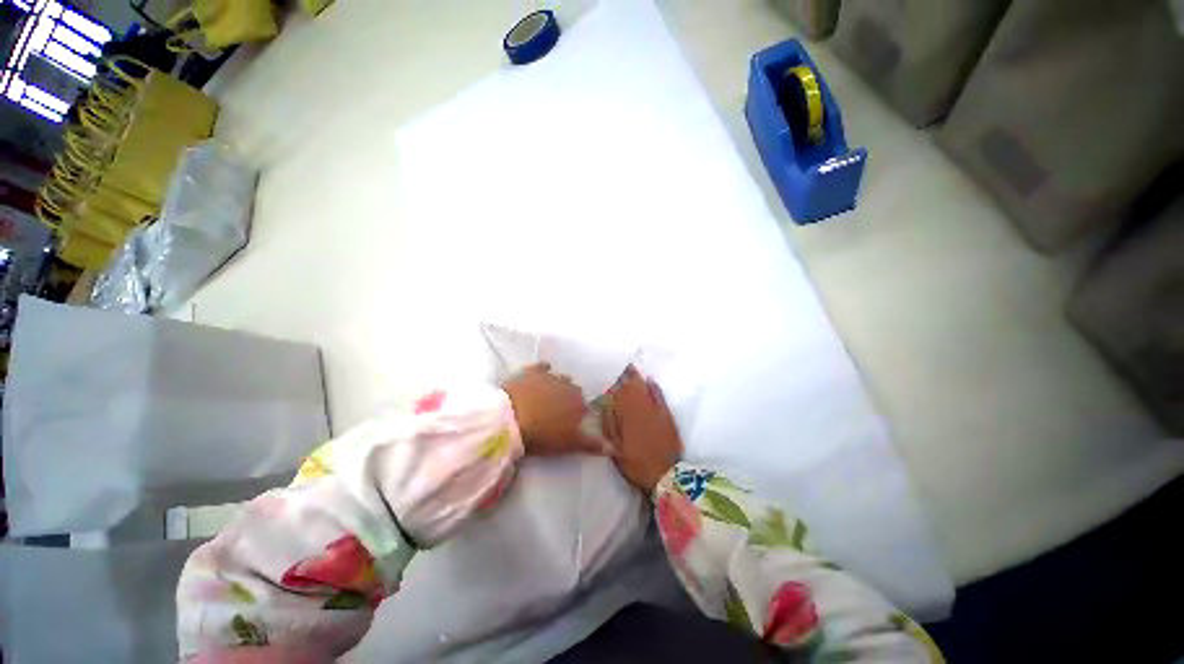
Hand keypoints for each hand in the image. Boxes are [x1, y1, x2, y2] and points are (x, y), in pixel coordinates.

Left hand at [502, 363, 613, 456]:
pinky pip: (540, 367)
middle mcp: (567, 385)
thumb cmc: (543, 434)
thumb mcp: (570, 444)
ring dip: (557, 385)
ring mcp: (549, 376)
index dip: (578, 414)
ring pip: (558, 377)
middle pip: (572, 390)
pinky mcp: (530, 372)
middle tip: (558, 411)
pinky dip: (542, 369)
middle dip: (568, 398)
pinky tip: (542, 371)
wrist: (511, 419)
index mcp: (578, 401)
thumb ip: (593, 444)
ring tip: (548, 396)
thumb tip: (615, 448)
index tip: (571, 422)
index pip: (584, 406)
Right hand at [602, 365, 682, 491]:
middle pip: (631, 388)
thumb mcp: (616, 447)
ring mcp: (655, 411)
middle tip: (620, 365)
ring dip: (637, 378)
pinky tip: (650, 380)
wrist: (665, 475)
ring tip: (631, 367)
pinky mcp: (667, 416)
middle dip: (625, 376)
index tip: (608, 373)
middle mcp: (640, 409)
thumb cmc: (636, 463)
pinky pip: (660, 397)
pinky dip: (655, 388)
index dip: (613, 384)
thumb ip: (609, 425)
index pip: (618, 394)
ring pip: (644, 389)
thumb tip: (604, 404)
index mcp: (626, 416)